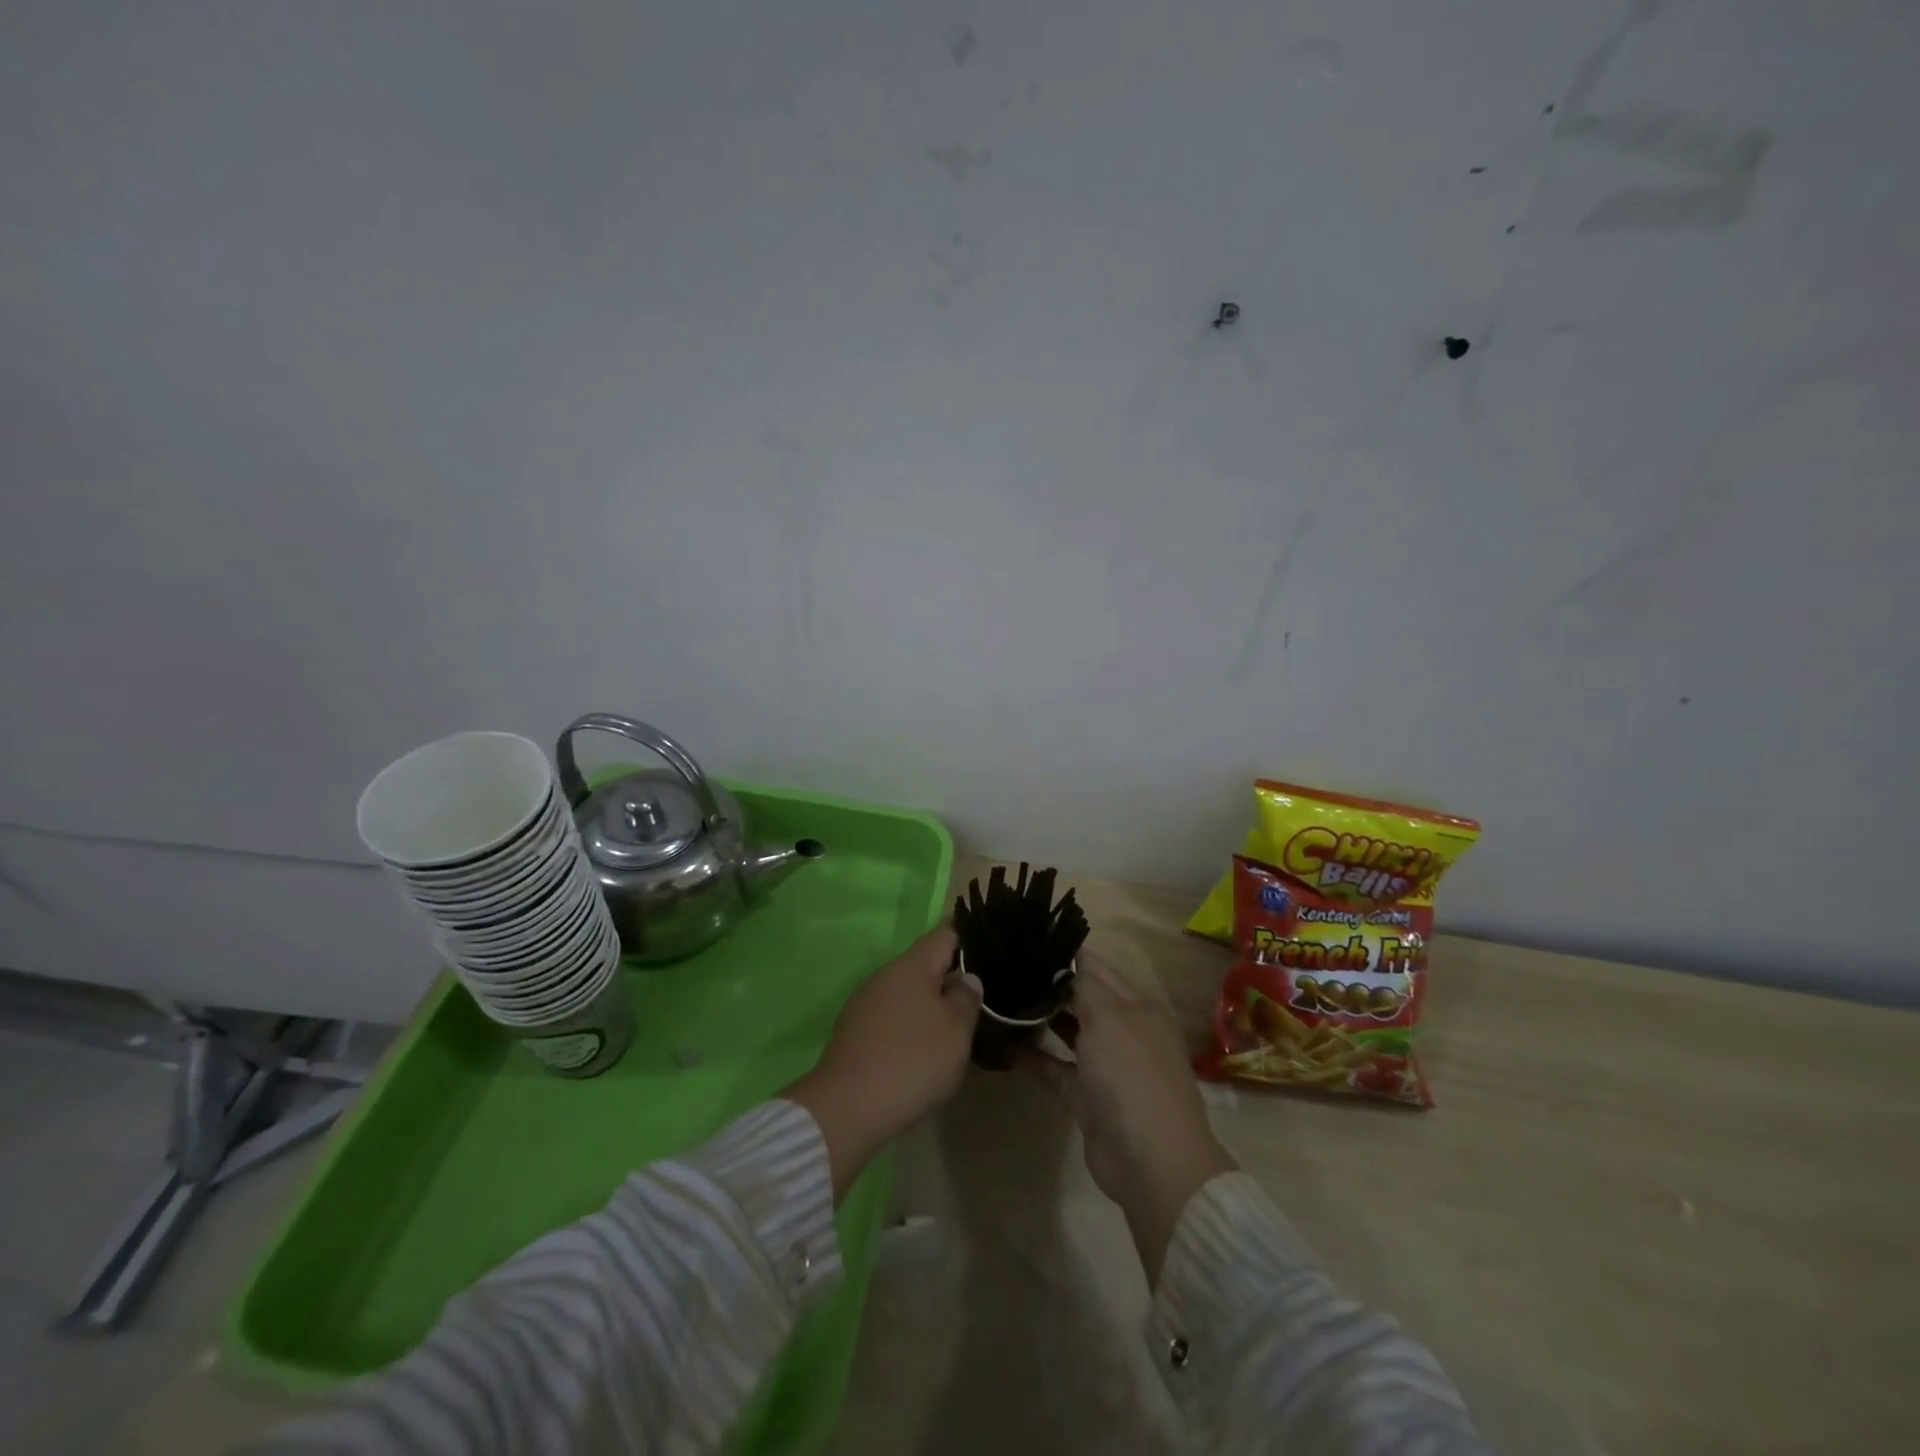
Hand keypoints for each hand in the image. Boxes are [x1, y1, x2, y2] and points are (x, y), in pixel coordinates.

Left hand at [783, 926, 980, 1200]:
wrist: (846, 1109)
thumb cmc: (912, 1061)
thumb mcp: (956, 1030)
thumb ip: (967, 998)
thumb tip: (966, 978)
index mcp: (912, 965)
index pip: (946, 933)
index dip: (970, 936)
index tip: (992, 947)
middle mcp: (885, 975)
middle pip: (926, 964)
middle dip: (952, 976)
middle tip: (983, 996)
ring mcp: (865, 1002)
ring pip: (908, 992)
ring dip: (932, 1003)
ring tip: (958, 1025)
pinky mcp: (854, 1030)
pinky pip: (892, 1016)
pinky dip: (911, 1024)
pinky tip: (924, 1049)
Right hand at [1016, 954, 1236, 1284]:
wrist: (1152, 1162)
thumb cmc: (1131, 1075)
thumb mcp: (1109, 1018)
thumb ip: (1085, 987)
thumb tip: (1068, 966)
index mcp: (1138, 1006)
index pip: (1097, 969)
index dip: (1066, 955)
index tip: (1028, 942)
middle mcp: (1124, 1031)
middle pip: (1082, 999)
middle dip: (1050, 985)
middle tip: (1006, 968)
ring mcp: (1106, 1067)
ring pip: (1069, 1033)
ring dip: (1041, 1020)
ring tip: (1001, 999)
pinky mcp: (1087, 1098)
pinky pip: (1057, 1069)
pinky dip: (1034, 1058)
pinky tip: (1004, 1044)